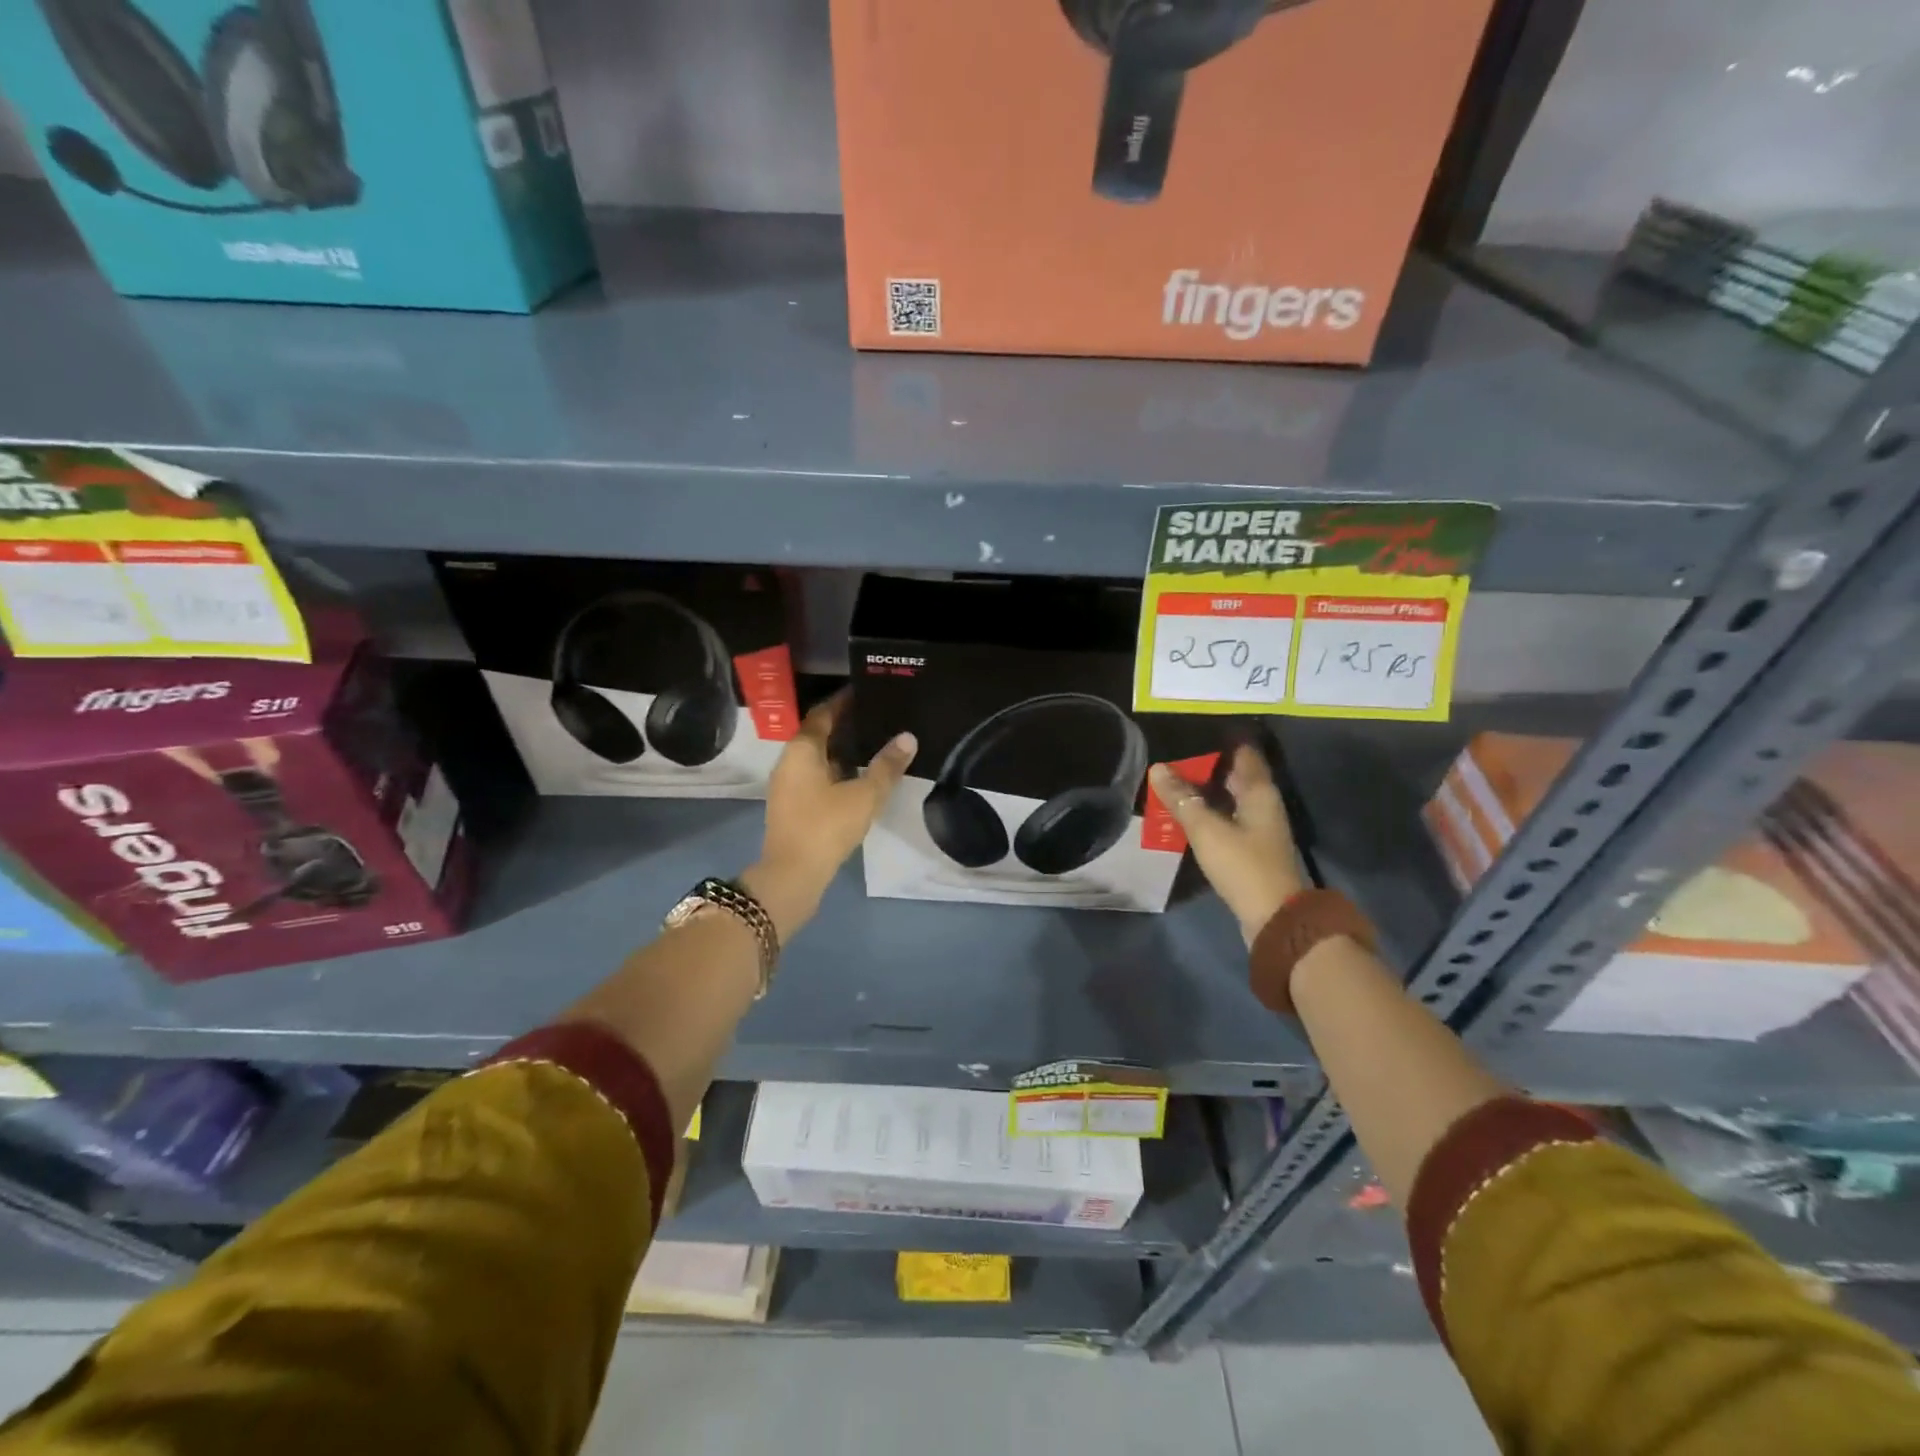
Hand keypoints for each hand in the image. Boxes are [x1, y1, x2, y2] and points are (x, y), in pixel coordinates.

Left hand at [744, 690, 916, 938]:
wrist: (792, 876)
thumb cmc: (826, 827)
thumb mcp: (865, 795)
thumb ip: (886, 766)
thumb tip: (908, 737)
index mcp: (802, 750)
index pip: (823, 714)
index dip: (843, 702)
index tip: (866, 692)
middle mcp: (789, 762)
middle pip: (818, 734)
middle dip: (845, 725)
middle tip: (877, 717)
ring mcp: (788, 786)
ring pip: (817, 758)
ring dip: (841, 750)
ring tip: (874, 745)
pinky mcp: (792, 807)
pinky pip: (815, 777)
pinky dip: (836, 771)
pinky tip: (859, 778)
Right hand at [1149, 744, 1307, 945]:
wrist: (1272, 917)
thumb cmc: (1242, 865)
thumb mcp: (1206, 829)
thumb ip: (1182, 799)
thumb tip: (1158, 768)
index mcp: (1259, 792)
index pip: (1243, 753)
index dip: (1220, 742)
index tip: (1192, 734)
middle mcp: (1263, 804)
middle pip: (1234, 776)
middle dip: (1206, 767)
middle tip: (1172, 759)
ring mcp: (1259, 828)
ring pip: (1229, 799)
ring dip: (1205, 792)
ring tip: (1171, 784)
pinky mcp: (1251, 848)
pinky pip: (1227, 819)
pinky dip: (1208, 813)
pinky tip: (1186, 816)